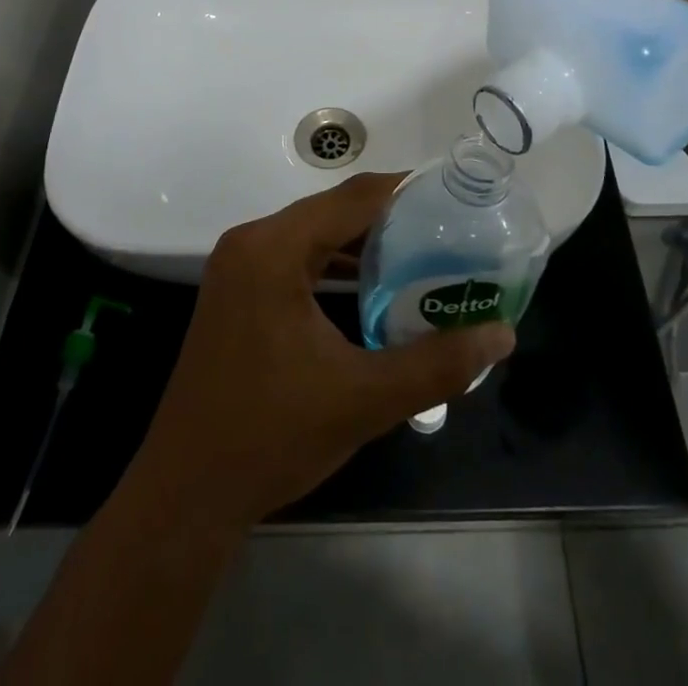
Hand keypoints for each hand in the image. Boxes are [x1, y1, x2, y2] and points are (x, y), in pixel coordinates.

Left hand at [128, 172, 516, 527]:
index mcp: (273, 248)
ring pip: (314, 234)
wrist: (186, 495)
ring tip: (422, 254)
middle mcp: (252, 242)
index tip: (454, 196)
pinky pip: (295, 259)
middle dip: (391, 218)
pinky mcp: (237, 292)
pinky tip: (371, 287)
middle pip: (333, 210)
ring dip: (363, 243)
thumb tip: (501, 334)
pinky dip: (334, 265)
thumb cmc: (271, 437)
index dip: (406, 190)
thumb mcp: (363, 399)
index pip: (353, 197)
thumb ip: (437, 363)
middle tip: (447, 230)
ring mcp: (239, 267)